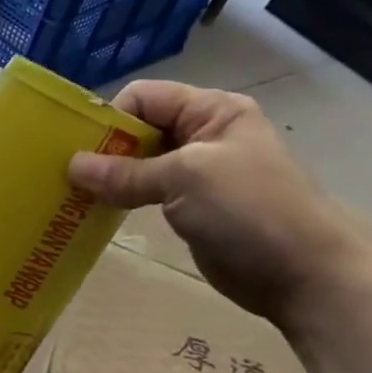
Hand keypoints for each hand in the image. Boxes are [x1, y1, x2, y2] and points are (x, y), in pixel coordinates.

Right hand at [67, 80, 371, 325]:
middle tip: (68, 176)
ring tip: (75, 195)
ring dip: (109, 176)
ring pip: (139, 162)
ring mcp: (197, 172)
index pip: (144, 97)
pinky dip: (121, 198)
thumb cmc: (249, 210)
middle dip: (104, 149)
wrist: (303, 275)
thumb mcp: (185, 179)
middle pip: (139, 128)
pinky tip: (97, 211)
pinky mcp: (190, 205)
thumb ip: (126, 173)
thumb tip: (70, 167)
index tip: (81, 151)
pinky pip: (145, 192)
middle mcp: (203, 134)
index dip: (111, 119)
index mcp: (212, 111)